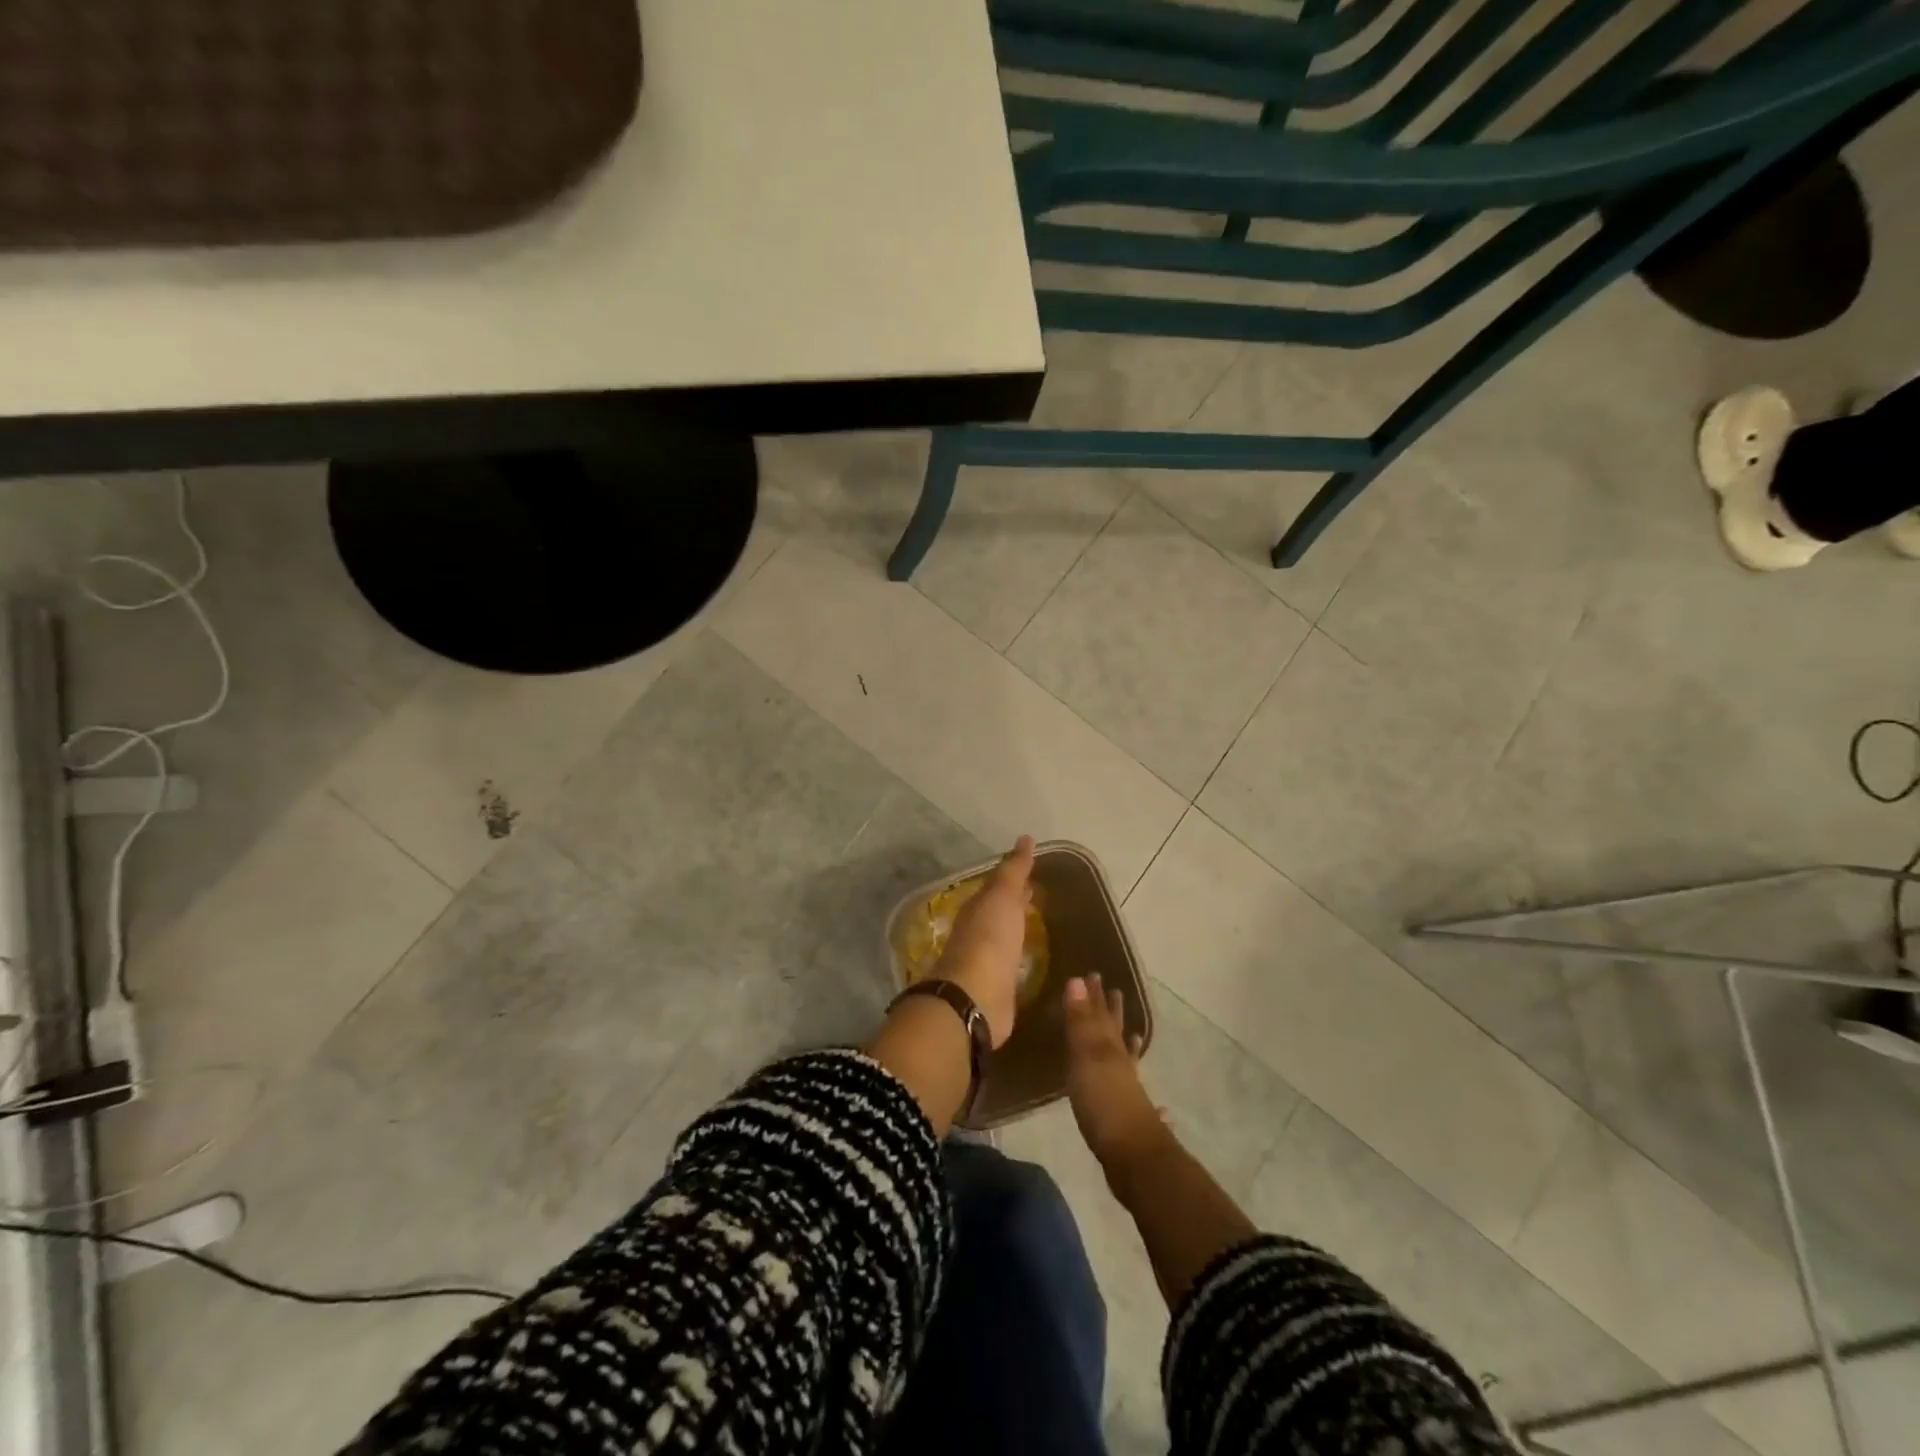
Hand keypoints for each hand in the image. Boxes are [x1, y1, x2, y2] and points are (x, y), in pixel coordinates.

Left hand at [934, 836, 1034, 1047]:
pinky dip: (1020, 961)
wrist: (976, 996)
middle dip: (1015, 905)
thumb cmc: (989, 939)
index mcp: (978, 909)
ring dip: (1018, 933)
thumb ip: (1013, 870)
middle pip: (999, 914)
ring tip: (1040, 929)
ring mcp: (986, 964)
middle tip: (1038, 897)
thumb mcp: (1002, 896)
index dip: (1014, 880)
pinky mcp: (997, 991)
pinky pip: (1011, 969)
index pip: (997, 889)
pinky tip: (1032, 964)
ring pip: (1004, 941)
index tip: (1033, 874)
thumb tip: (1025, 838)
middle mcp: (978, 934)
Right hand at [1063, 974, 1167, 1180]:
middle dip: (1111, 1012)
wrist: (1132, 1158)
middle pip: (1115, 1031)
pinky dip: (1130, 1077)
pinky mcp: (1126, 1114)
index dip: (1095, 995)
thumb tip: (1077, 979)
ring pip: (1124, 1056)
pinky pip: (1127, 1084)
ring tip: (1130, 1031)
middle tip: (1112, 990)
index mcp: (1109, 1047)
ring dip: (1123, 1041)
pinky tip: (1135, 1082)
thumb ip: (1081, 1021)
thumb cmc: (1104, 1102)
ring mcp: (1127, 1088)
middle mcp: (1121, 1062)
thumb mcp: (1087, 1057)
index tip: (1092, 974)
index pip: (1100, 1013)